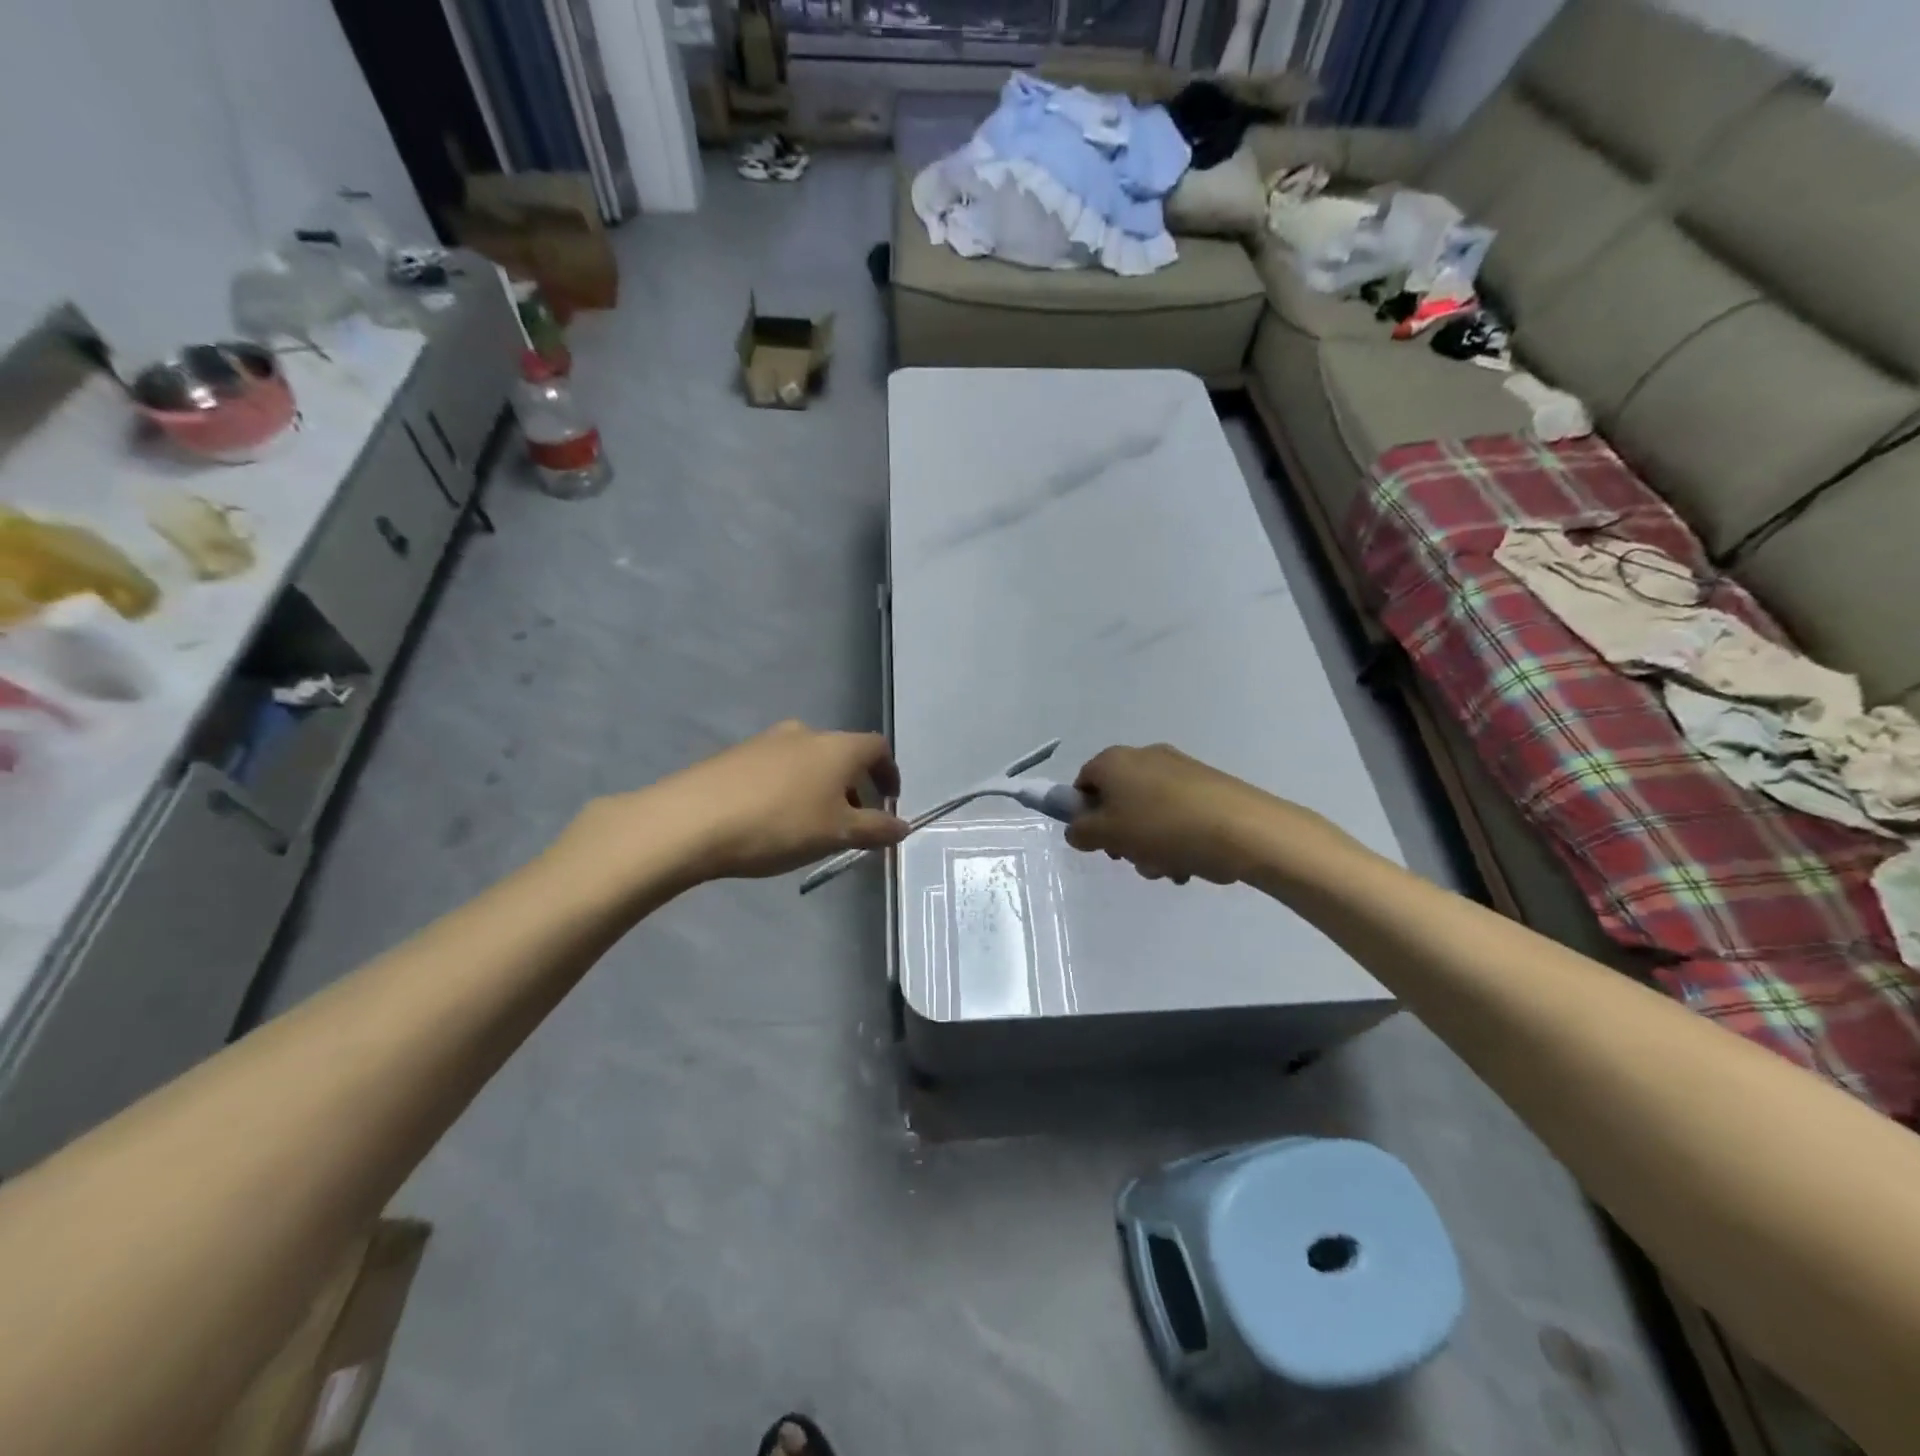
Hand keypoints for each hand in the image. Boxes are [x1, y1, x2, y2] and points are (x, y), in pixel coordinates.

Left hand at [569, 721, 908, 889]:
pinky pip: (778, 767)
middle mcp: (806, 733)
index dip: (889, 773)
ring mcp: (768, 740)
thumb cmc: (779, 824)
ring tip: (812, 825)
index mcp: (837, 747)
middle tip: (851, 822)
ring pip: (809, 760)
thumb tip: (902, 826)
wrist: (692, 820)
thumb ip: (875, 829)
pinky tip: (774, 819)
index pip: (878, 747)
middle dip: (854, 786)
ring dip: (821, 787)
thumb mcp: (836, 834)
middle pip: (843, 754)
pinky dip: (790, 788)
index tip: (889, 802)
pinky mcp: (736, 754)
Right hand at [1064, 743, 1280, 885]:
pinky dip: (1177, 839)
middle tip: (1132, 858)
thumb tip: (1078, 828)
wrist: (1241, 829)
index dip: (1083, 814)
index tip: (1097, 842)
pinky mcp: (1207, 786)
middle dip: (1122, 836)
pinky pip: (1178, 815)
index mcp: (1114, 761)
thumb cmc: (1162, 828)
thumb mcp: (1107, 835)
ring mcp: (1179, 770)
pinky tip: (1190, 862)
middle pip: (1118, 800)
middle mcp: (1145, 757)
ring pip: (1149, 813)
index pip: (1083, 783)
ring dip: (1150, 845)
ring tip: (1168, 868)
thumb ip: (1081, 832)